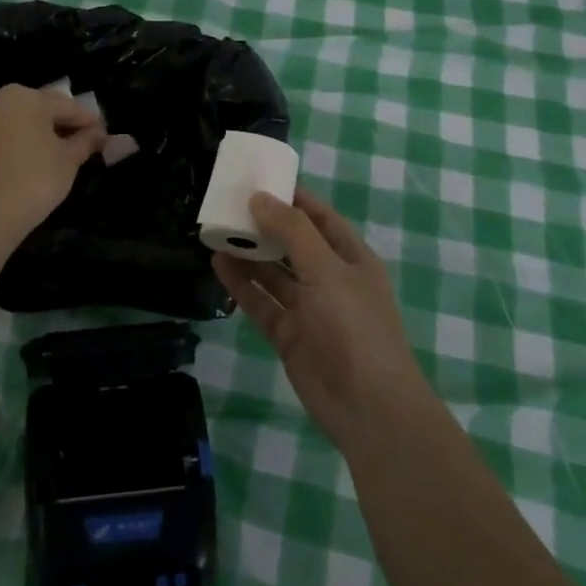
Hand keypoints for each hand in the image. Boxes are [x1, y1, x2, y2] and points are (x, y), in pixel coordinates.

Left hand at [0, 83, 105, 249]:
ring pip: (18, 126)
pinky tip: (27, 170)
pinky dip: (17, 150)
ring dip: (38, 137)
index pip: (67, 106)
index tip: (104, 134)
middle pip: (40, 111)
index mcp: (26, 98)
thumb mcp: (68, 161)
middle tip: (82, 144)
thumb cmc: (34, 180)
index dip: (89, 121)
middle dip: (62, 125)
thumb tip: (99, 133)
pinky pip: (1, 143)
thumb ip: (86, 142)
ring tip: (56, 158)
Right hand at [213, 188, 430, 450]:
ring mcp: (308, 309)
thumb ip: (292, 231)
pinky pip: (261, 302)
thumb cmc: (355, 326)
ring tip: (217, 229)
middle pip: (292, 243)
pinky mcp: (288, 335)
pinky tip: (218, 264)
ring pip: (273, 273)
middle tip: (228, 203)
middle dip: (264, 224)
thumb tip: (259, 197)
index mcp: (350, 258)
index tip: (259, 178)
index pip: (319, 217)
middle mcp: (329, 279)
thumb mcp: (327, 269)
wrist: (368, 407)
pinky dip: (241, 284)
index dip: (293, 197)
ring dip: (249, 253)